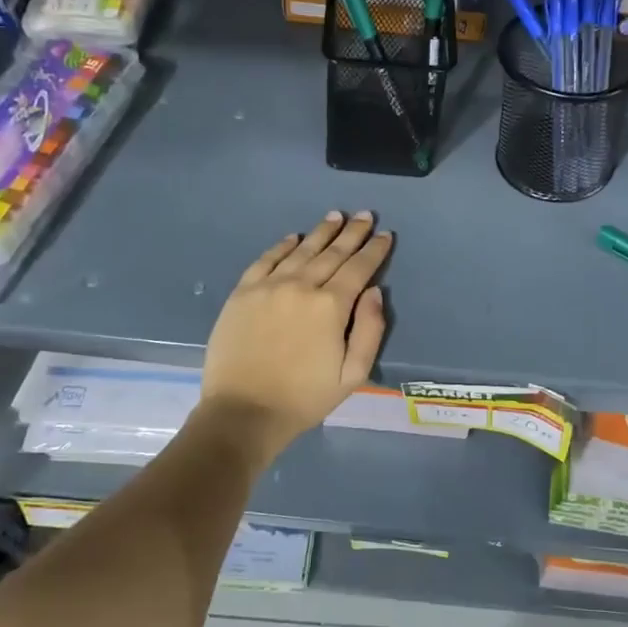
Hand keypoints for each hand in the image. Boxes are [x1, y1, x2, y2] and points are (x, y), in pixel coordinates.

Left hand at [200, 211, 391, 461]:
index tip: (384, 234)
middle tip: (364, 214)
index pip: (358, 269)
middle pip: (332, 253)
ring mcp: (268, 286)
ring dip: (321, 232)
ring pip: (300, 250)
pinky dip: (282, 246)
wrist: (243, 412)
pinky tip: (293, 237)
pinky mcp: (242, 293)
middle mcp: (301, 286)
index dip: (374, 250)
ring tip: (334, 216)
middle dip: (351, 233)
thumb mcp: (353, 375)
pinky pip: (266, 260)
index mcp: (331, 306)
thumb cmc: (304, 398)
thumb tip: (375, 291)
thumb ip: (370, 330)